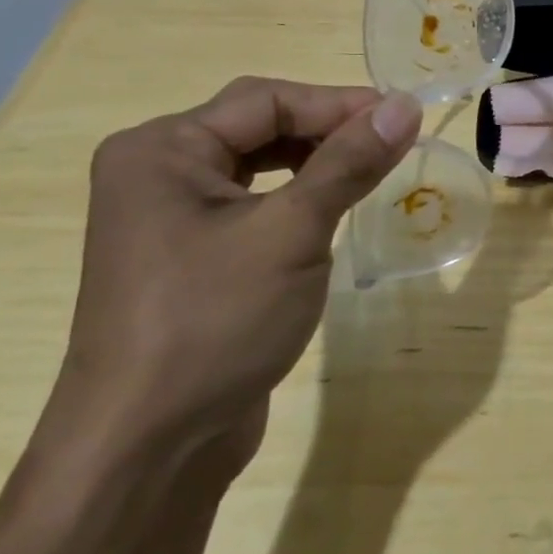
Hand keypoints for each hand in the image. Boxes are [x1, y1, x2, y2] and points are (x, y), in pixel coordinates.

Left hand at [47, 77, 422, 466]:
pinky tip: (330, 209)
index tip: (403, 115)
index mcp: (162, 149)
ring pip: (257, 164)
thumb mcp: (292, 232)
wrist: (145, 453)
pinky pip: (251, 203)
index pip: (265, 100)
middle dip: (327, 130)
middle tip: (392, 142)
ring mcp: (167, 217)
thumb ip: (349, 162)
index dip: (338, 102)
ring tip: (371, 169)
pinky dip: (295, 196)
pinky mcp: (187, 255)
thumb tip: (406, 104)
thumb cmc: (214, 323)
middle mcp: (156, 171)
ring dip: (315, 162)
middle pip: (258, 125)